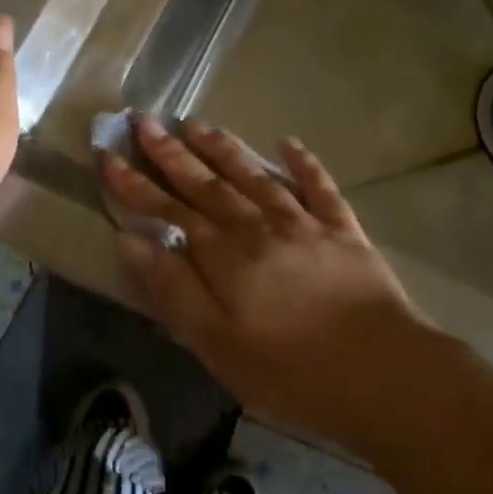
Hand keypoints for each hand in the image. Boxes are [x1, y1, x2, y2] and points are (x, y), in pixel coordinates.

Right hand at [104, 115, 433, 452]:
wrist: (385, 374)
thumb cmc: (290, 369)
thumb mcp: (216, 342)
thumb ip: (172, 288)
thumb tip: (130, 239)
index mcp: (224, 254)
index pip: (167, 208)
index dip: (134, 182)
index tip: (107, 153)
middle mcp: (258, 226)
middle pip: (206, 182)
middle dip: (170, 151)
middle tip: (143, 119)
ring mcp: (304, 223)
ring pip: (254, 175)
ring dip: (222, 148)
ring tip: (196, 123)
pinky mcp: (344, 231)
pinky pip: (320, 188)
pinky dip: (304, 164)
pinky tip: (290, 142)